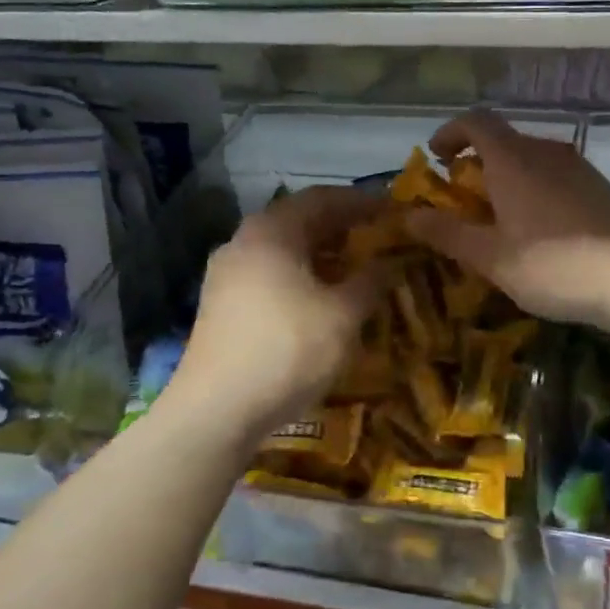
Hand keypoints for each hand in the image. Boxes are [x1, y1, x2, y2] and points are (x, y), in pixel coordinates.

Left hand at [172, 187, 387, 433]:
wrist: (217, 410)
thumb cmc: (288, 349)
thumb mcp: (343, 315)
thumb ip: (371, 281)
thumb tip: (391, 261)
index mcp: (272, 231)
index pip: (322, 198)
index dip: (361, 201)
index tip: (392, 209)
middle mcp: (244, 241)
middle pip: (299, 220)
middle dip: (341, 227)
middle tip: (377, 236)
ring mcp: (226, 273)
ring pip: (283, 249)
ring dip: (321, 253)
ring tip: (355, 267)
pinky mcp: (221, 304)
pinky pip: (269, 273)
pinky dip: (300, 275)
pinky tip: (321, 297)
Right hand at [407, 109, 609, 323]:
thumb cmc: (552, 265)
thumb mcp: (491, 257)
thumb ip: (448, 234)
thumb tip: (409, 216)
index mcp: (514, 160)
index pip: (476, 121)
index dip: (451, 132)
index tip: (437, 158)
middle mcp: (547, 153)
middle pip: (506, 141)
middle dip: (479, 162)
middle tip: (465, 199)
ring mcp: (581, 169)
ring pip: (534, 160)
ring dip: (510, 178)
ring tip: (502, 218)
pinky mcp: (603, 189)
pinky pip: (558, 178)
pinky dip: (537, 191)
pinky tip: (543, 231)